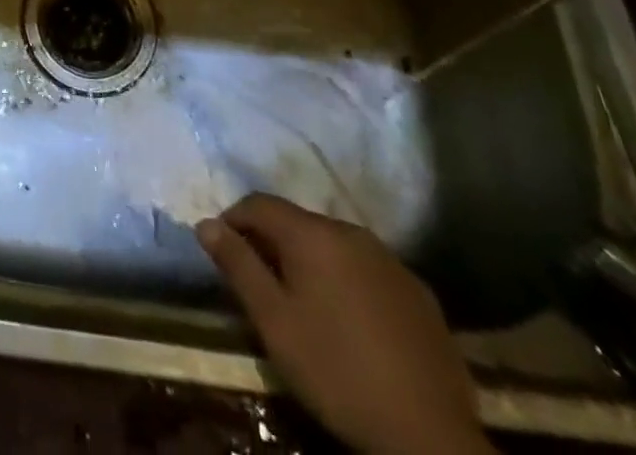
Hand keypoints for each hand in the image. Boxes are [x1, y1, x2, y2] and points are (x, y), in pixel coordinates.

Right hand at [197, 194, 493, 454]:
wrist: (430, 436)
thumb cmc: (337, 372)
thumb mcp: (274, 322)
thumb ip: (238, 265)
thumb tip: (205, 223)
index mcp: (313, 234)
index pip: (259, 203)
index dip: (233, 220)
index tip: (222, 251)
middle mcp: (351, 232)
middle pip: (297, 222)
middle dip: (272, 243)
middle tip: (260, 283)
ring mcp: (390, 261)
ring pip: (334, 246)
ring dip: (311, 262)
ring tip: (304, 303)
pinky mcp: (419, 293)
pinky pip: (367, 270)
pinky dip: (347, 282)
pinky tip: (350, 321)